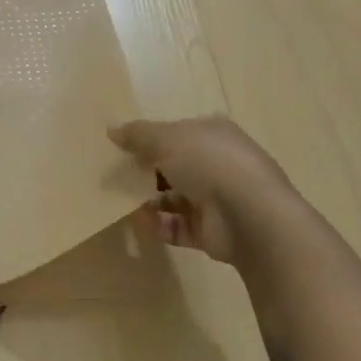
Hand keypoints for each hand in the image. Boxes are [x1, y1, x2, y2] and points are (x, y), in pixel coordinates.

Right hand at [109, 116, 299, 264]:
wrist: (249, 215)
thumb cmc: (208, 162)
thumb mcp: (165, 138)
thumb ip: (137, 135)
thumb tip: (112, 130)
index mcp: (214, 134)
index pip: (178, 133)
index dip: (151, 139)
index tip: (122, 148)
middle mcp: (218, 164)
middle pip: (175, 166)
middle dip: (147, 172)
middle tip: (117, 177)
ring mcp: (218, 199)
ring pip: (175, 198)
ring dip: (150, 201)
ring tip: (122, 203)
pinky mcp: (212, 231)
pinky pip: (178, 227)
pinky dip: (160, 225)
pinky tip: (142, 223)